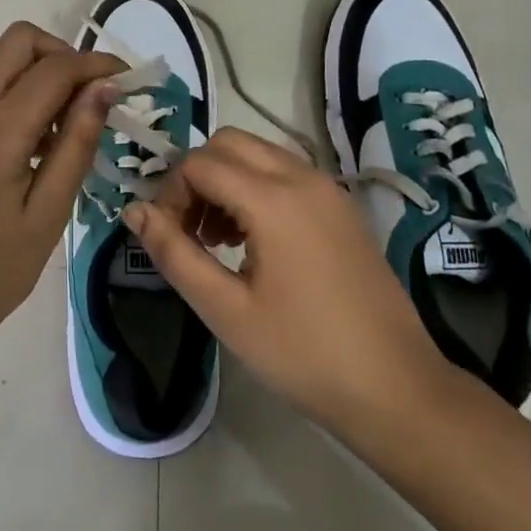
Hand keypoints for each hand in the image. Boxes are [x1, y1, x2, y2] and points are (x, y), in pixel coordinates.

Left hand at [0, 23, 123, 355]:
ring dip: (46, 72)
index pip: (53, 68)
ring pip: (7, 61)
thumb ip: (77, 144)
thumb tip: (105, 88)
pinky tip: (50, 141)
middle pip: (19, 41)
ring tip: (78, 124)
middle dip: (64, 54)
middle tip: (95, 95)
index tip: (131, 80)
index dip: (96, 65)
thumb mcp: (48, 212)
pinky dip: (28, 93)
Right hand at [124, 128, 449, 444]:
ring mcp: (327, 188)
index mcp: (272, 198)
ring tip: (218, 240)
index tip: (169, 238)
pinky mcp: (342, 205)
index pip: (199, 163)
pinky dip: (257, 187)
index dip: (171, 193)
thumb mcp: (226, 310)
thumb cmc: (303, 353)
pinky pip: (286, 172)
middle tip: (190, 231)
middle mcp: (301, 176)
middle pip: (229, 143)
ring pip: (258, 153)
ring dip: (226, 180)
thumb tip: (134, 211)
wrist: (396, 387)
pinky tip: (255, 242)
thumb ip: (174, 254)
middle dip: (197, 176)